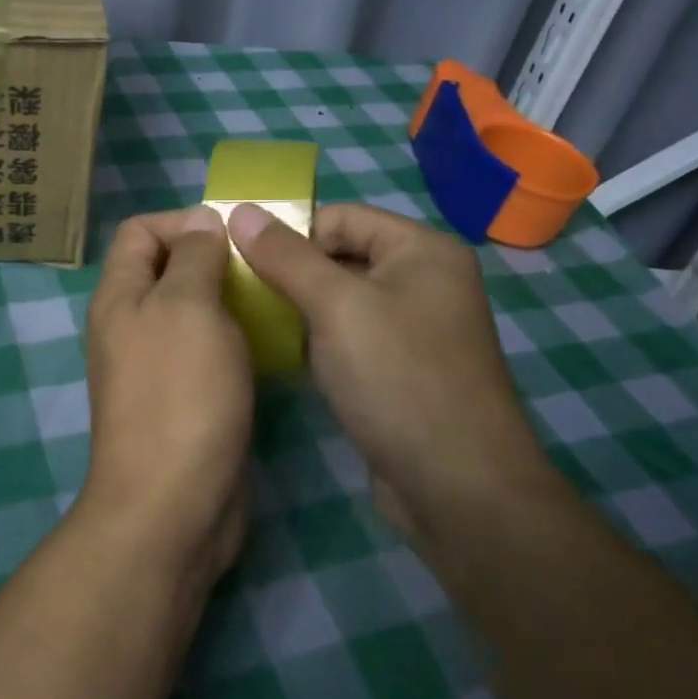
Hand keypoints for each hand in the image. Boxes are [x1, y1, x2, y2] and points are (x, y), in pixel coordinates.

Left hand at [79, 207, 252, 590]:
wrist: (174, 503)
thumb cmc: (180, 393)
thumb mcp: (188, 307)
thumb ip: (193, 257)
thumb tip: (200, 221)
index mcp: (119, 296)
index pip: (139, 231)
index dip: (182, 221)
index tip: (233, 236)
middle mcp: (129, 326)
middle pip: (166, 270)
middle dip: (213, 261)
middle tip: (262, 271)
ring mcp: (154, 367)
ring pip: (191, 313)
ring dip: (228, 304)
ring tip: (272, 305)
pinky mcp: (181, 401)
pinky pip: (206, 354)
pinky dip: (233, 343)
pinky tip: (267, 350)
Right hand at [226, 202, 555, 541]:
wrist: (458, 488)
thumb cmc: (399, 380)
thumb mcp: (335, 307)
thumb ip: (285, 256)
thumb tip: (239, 210)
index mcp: (422, 250)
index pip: (340, 217)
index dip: (292, 234)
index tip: (246, 266)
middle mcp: (424, 280)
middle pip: (340, 255)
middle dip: (291, 273)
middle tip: (243, 297)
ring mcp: (415, 327)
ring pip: (341, 298)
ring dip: (300, 308)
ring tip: (258, 326)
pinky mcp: (401, 367)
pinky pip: (350, 334)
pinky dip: (318, 339)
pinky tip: (288, 357)